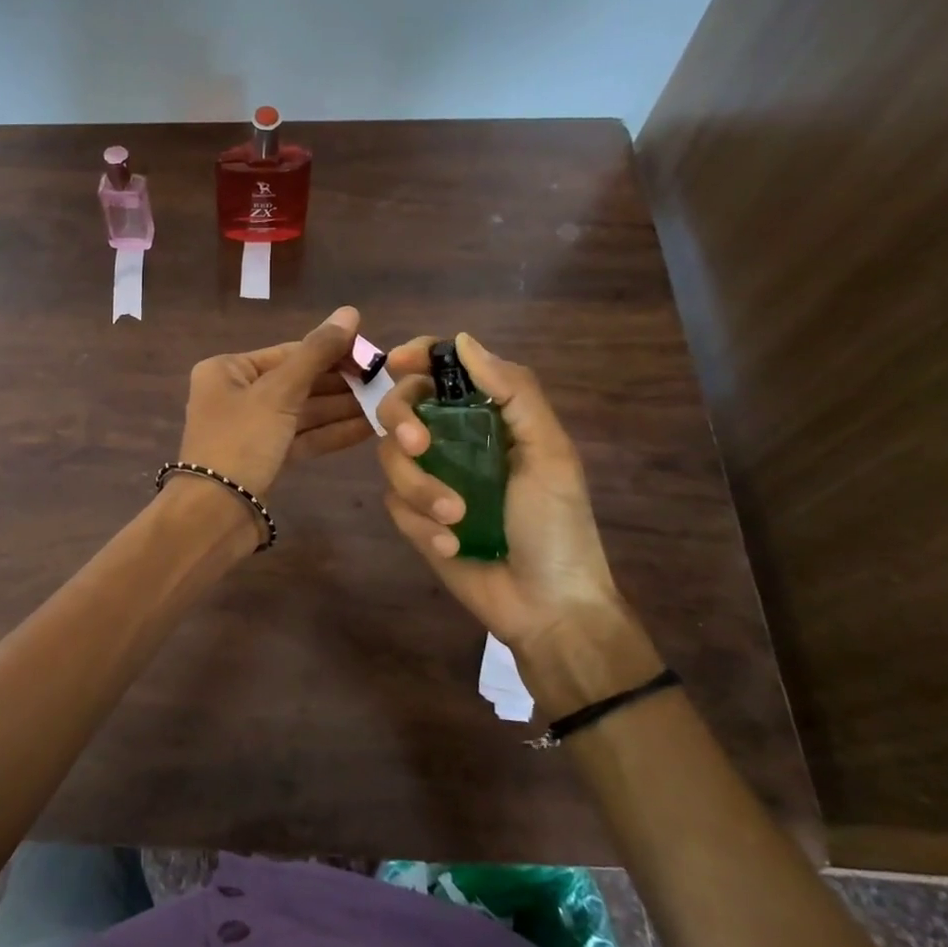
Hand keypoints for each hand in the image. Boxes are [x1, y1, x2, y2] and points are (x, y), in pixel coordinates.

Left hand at [178, 305, 371, 497]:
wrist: (215, 515)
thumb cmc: (240, 442)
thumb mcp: (279, 393)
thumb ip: (316, 353)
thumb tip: (350, 311)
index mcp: (228, 370)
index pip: (289, 352)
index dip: (333, 352)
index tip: (374, 356)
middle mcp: (236, 394)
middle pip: (298, 381)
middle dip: (341, 383)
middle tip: (386, 381)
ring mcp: (251, 428)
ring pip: (303, 411)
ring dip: (342, 408)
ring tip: (387, 403)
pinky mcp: (265, 458)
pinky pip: (303, 437)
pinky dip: (332, 433)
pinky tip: (369, 428)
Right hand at [375, 333, 659, 709]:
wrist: (546, 606)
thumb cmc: (557, 525)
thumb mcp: (549, 452)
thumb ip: (514, 392)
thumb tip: (463, 341)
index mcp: (488, 417)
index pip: (442, 372)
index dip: (417, 358)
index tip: (398, 362)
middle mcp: (453, 441)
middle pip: (400, 406)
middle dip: (402, 420)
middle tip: (420, 444)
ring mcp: (430, 479)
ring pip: (389, 457)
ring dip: (419, 487)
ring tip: (455, 518)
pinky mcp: (414, 518)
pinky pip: (394, 504)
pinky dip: (419, 523)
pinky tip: (451, 546)